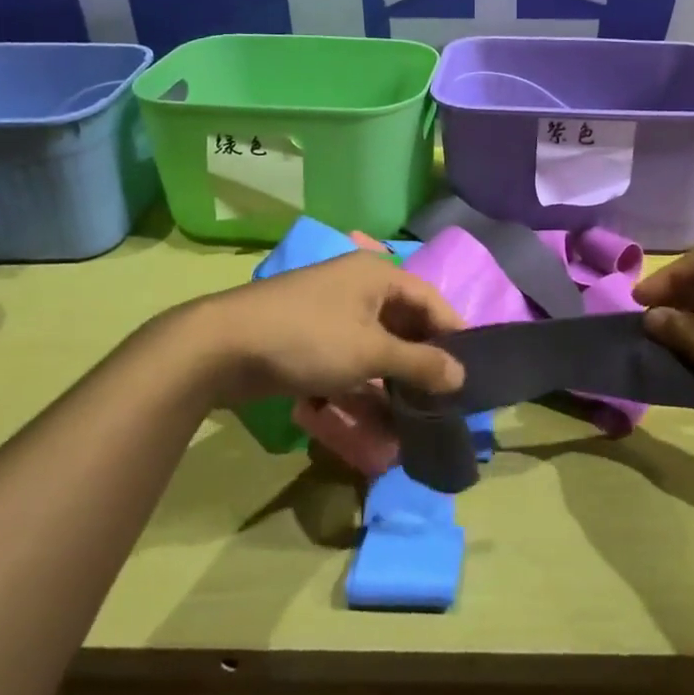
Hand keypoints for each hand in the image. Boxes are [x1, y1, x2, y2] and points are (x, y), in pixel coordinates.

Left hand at [182, 252, 465, 404]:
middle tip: (444, 400)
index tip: (471, 374)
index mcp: (378, 275)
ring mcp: (332, 313)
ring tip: (414, 416)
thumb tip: (462, 374)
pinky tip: (377, 419)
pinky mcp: (311, 340)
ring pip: (378, 347)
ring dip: (394, 380)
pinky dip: (365, 386)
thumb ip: (420, 363)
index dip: (453, 335)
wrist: (222, 347)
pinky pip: (351, 361)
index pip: (431, 301)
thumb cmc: (308, 338)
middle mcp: (358, 287)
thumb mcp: (371, 352)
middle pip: (405, 324)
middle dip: (423, 363)